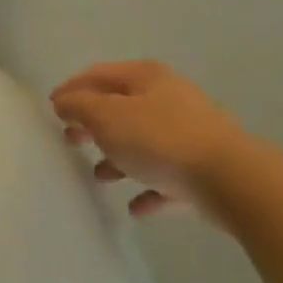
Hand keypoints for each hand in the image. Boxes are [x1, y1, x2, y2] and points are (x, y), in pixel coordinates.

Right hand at [51, 61, 247, 220]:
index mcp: (145, 77)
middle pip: (121, 107)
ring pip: (143, 142)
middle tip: (70, 140)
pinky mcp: (203, 169)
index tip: (51, 108)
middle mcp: (169, 97)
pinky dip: (148, 188)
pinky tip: (136, 208)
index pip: (98, 75)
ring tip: (100, 176)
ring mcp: (189, 133)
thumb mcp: (107, 117)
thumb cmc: (160, 139)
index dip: (71, 89)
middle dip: (93, 123)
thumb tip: (64, 102)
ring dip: (119, 157)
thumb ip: (80, 107)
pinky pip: (166, 177)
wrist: (231, 179)